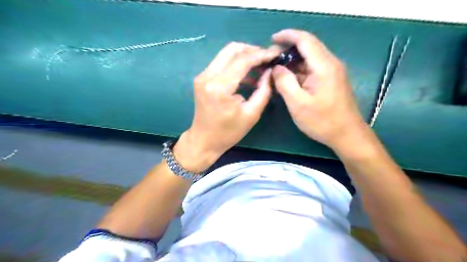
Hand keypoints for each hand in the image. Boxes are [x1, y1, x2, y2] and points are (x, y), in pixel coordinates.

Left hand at [172, 41, 278, 170]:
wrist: (204, 140)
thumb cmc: (228, 132)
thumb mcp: (251, 114)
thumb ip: (263, 91)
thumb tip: (270, 71)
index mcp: (220, 87)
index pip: (243, 60)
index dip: (261, 55)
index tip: (275, 54)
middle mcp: (208, 76)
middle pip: (232, 49)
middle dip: (252, 50)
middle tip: (267, 58)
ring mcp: (203, 76)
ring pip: (226, 54)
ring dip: (244, 56)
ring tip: (260, 65)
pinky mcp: (202, 78)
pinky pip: (221, 63)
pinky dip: (236, 64)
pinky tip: (247, 74)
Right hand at [270, 29, 368, 148]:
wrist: (347, 135)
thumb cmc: (322, 121)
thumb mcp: (298, 103)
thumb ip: (284, 82)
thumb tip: (276, 68)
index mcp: (324, 66)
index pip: (305, 40)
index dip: (287, 36)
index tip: (271, 39)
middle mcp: (331, 63)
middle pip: (308, 47)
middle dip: (288, 49)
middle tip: (271, 59)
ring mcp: (332, 72)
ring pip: (309, 58)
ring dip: (293, 61)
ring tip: (276, 69)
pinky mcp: (331, 80)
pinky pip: (313, 69)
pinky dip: (299, 70)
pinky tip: (289, 79)